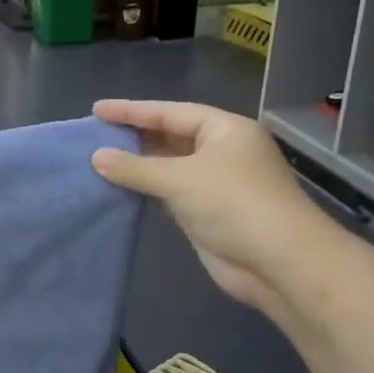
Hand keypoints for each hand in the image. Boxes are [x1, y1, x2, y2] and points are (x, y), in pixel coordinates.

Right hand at [91, 100, 335, 310]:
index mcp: (225, 130)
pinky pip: (169, 191)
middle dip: (134, 135)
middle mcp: (222, 151)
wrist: (279, 263)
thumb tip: (96, 157)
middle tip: (95, 134)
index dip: (132, 110)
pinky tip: (120, 187)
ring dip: (138, 164)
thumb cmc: (233, 205)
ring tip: (99, 158)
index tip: (97, 110)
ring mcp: (216, 183)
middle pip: (171, 136)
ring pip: (169, 165)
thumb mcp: (179, 179)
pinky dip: (146, 187)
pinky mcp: (208, 211)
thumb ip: (135, 167)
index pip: (171, 113)